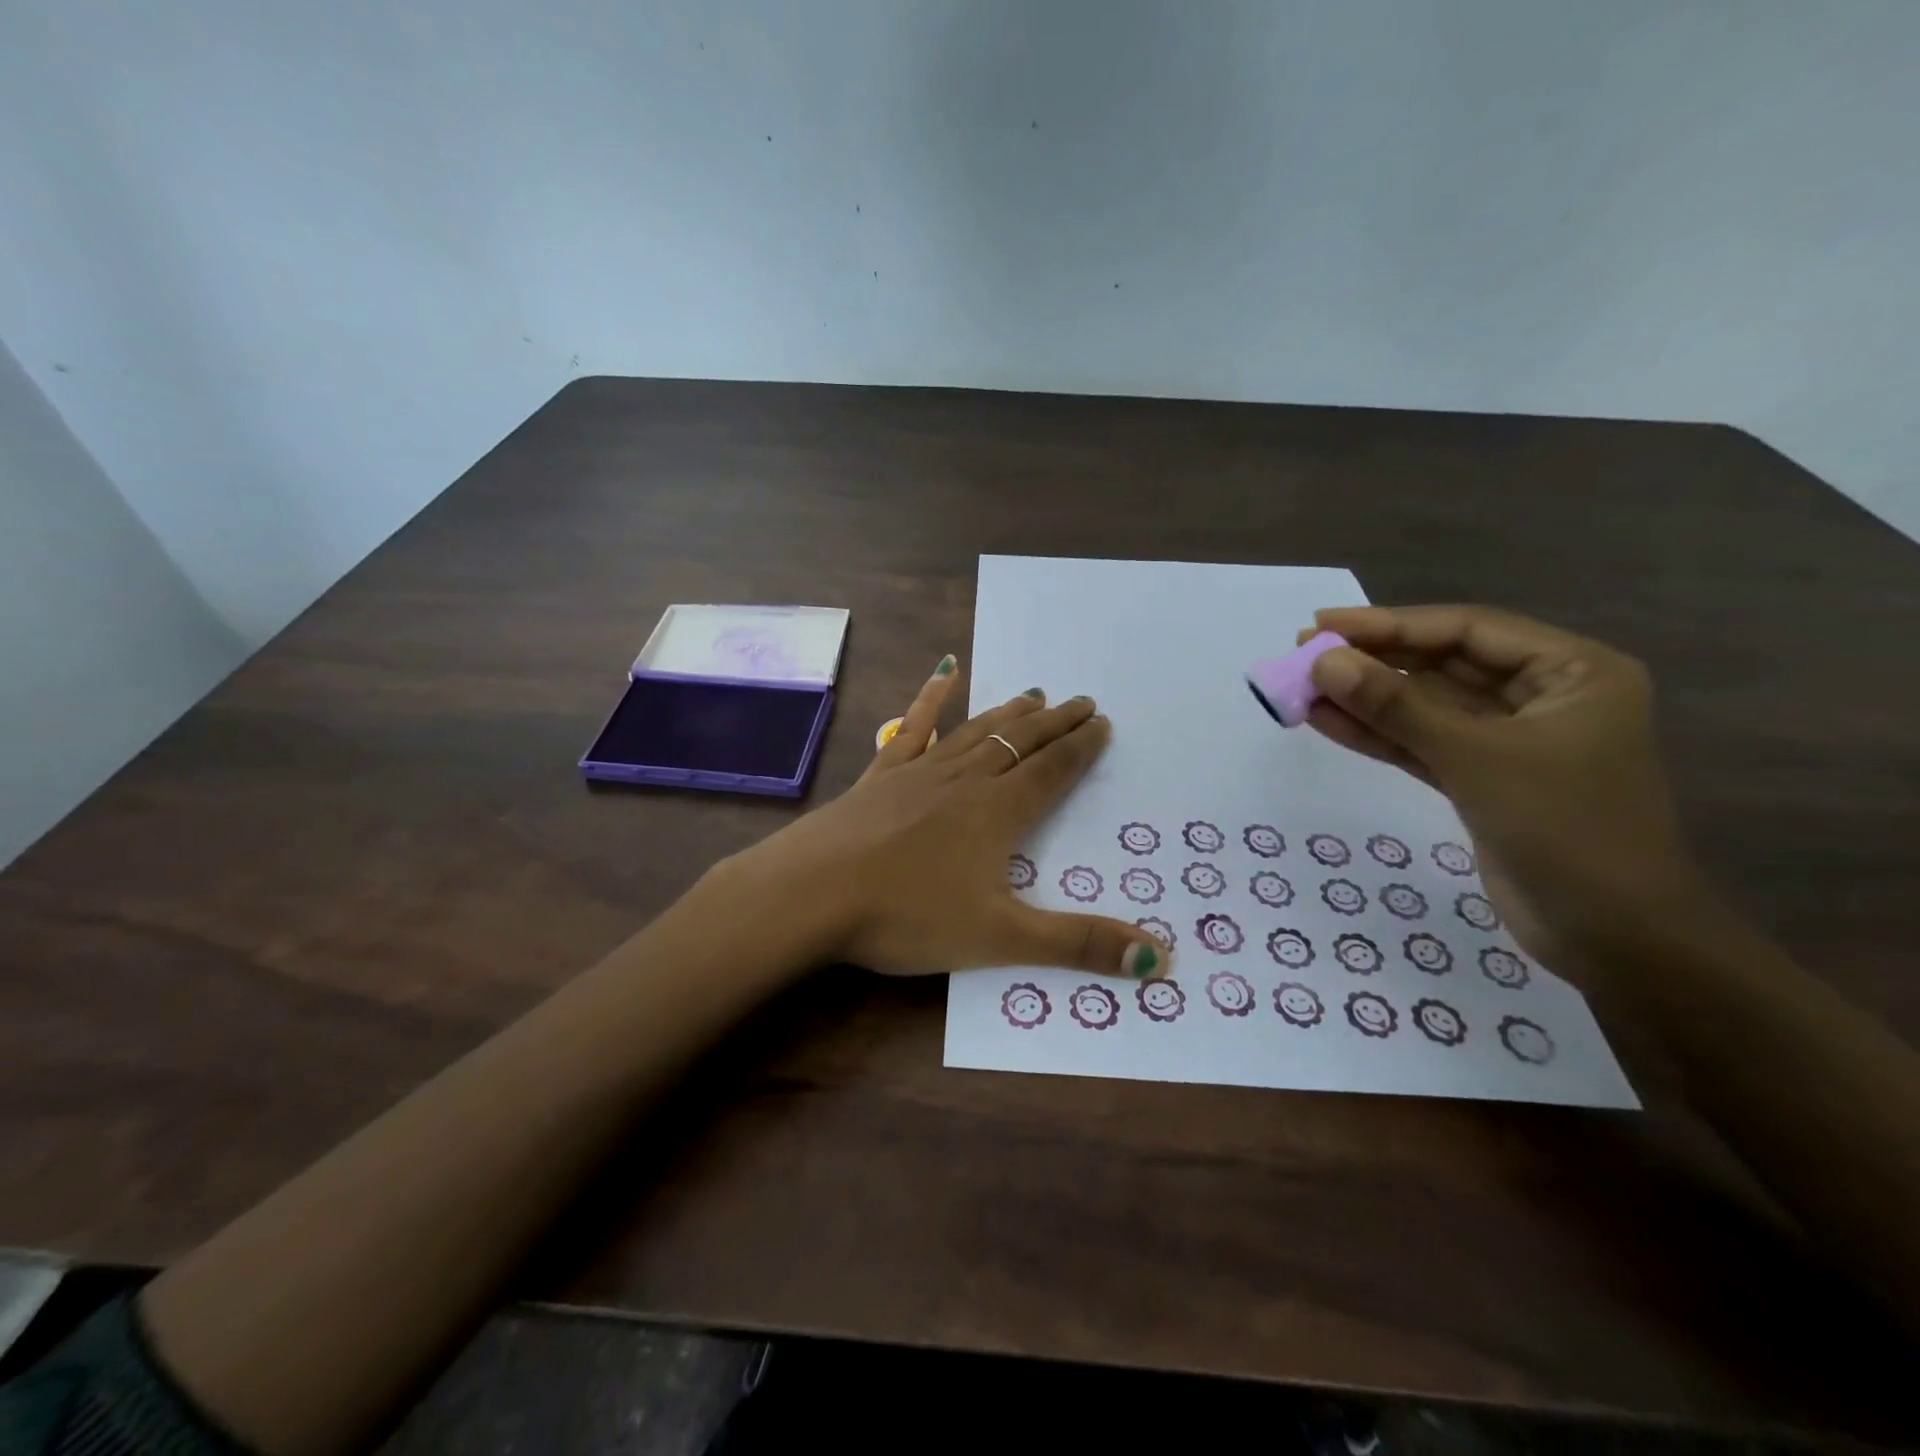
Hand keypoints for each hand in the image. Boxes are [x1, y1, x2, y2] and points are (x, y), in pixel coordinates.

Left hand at [715, 655, 1168, 980]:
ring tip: (1033, 694)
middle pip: (1019, 743)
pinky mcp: (880, 776)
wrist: (812, 893)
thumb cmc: (907, 916)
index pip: (1051, 771)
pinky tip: (943, 672)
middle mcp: (964, 781)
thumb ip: (1078, 944)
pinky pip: (913, 728)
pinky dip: (931, 698)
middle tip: (1082, 701)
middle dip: (1055, 724)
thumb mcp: (1000, 939)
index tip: (1102, 723)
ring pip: (975, 732)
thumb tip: (1160, 959)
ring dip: (1008, 713)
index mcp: (997, 813)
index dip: (1081, 748)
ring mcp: (918, 772)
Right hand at [1299, 606, 1712, 977]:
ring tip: (1301, 687)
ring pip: (1425, 707)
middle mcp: (1542, 696)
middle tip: (1303, 653)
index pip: (1467, 631)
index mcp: (1572, 671)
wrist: (1612, 936)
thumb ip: (1396, 706)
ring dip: (1365, 699)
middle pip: (1443, 665)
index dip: (1390, 624)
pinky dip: (1376, 735)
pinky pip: (1420, 744)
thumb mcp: (1476, 757)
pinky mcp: (1480, 779)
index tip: (1322, 625)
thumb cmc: (1565, 830)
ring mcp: (1509, 741)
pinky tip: (1326, 721)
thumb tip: (1323, 662)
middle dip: (1373, 661)